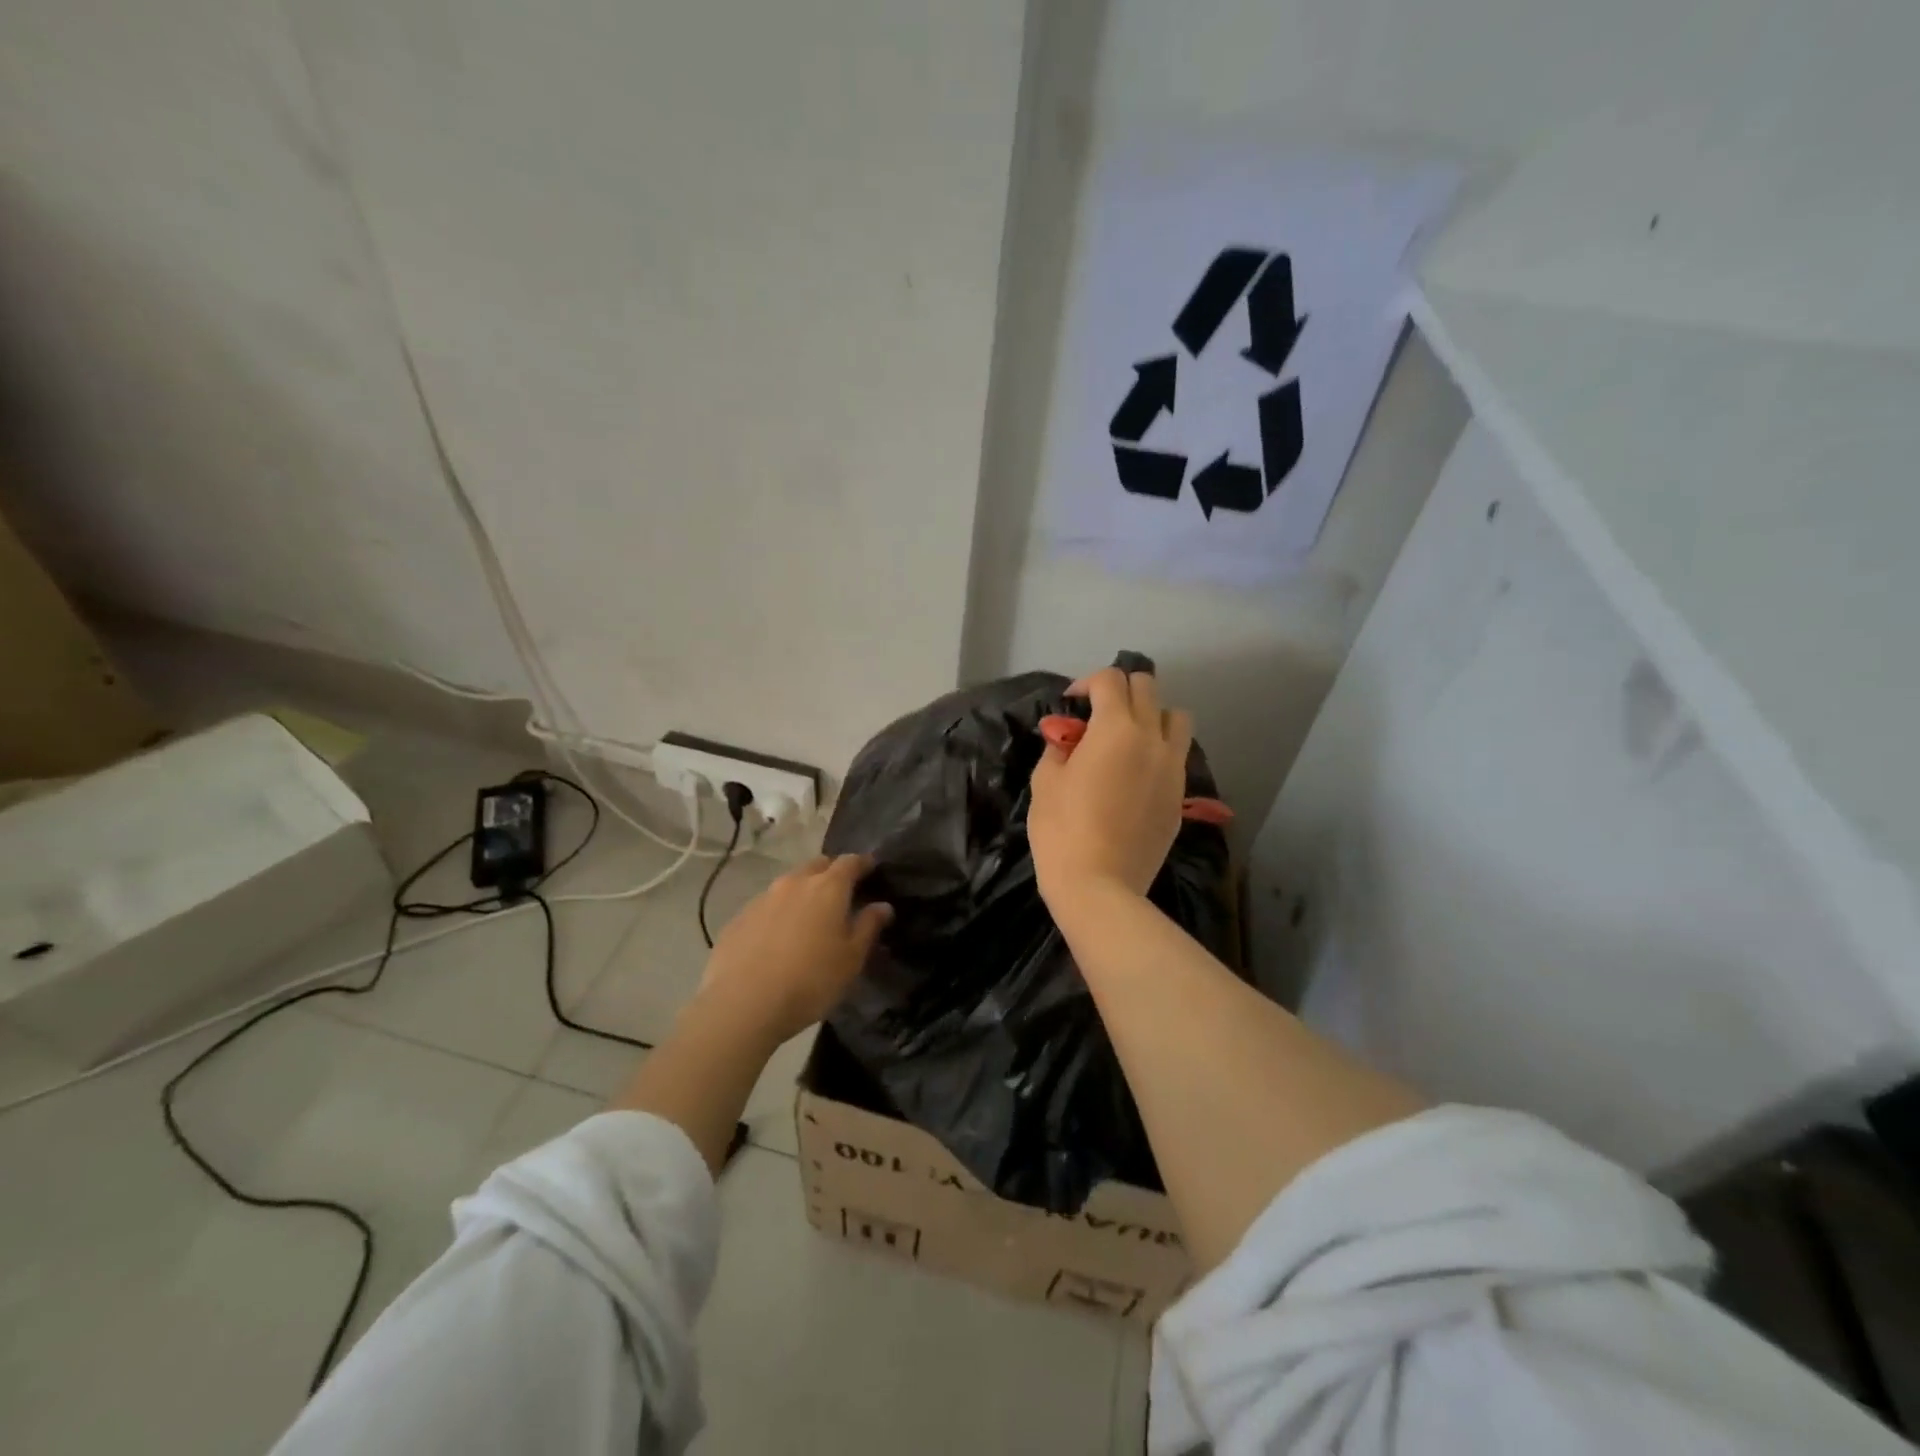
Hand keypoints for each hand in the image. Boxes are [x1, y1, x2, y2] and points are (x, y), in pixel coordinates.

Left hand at [697, 853, 892, 1045]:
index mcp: (828, 888)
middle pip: (817, 865)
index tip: (871, 869)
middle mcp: (794, 883)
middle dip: (831, 873)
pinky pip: (766, 906)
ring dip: (802, 893)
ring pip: (789, 884)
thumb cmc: (810, 980)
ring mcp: (762, 898)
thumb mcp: (851, 959)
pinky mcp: (739, 918)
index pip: (850, 862)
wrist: (742, 1004)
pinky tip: (778, 938)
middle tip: (841, 893)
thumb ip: (868, 926)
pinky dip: (778, 913)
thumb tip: (883, 906)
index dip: (863, 863)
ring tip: (809, 917)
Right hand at [1029, 667, 1191, 912]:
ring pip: (1176, 718)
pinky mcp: (1180, 796)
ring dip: (1152, 716)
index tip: (1070, 704)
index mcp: (1116, 729)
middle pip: (1147, 688)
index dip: (1086, 683)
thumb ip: (1058, 748)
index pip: (1110, 680)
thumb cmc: (1062, 830)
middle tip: (1097, 714)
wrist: (1100, 886)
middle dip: (1120, 690)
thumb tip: (1068, 739)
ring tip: (1128, 738)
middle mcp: (1152, 739)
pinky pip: (1177, 755)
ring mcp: (1173, 768)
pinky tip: (1136, 773)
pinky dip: (1160, 750)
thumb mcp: (1045, 781)